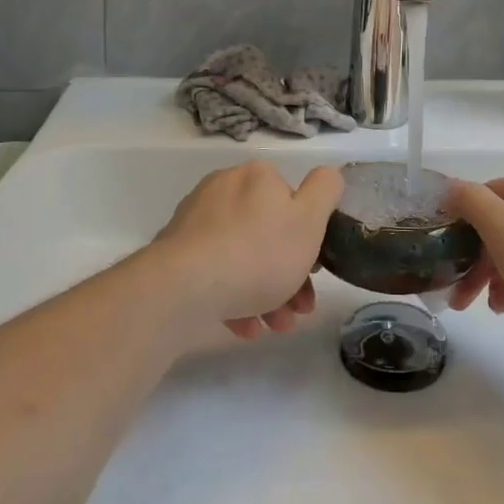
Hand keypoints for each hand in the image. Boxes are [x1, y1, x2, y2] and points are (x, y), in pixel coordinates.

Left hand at [151, 162, 342, 338]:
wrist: (184, 287)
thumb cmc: (258, 253)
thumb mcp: (309, 220)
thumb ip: (325, 190)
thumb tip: (328, 176)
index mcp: (258, 176)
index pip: (293, 202)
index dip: (309, 239)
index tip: (315, 273)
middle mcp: (225, 187)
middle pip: (268, 232)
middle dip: (289, 274)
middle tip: (298, 310)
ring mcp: (197, 219)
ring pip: (243, 256)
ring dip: (265, 293)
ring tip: (274, 327)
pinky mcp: (175, 251)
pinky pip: (215, 271)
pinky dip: (234, 297)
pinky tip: (245, 327)